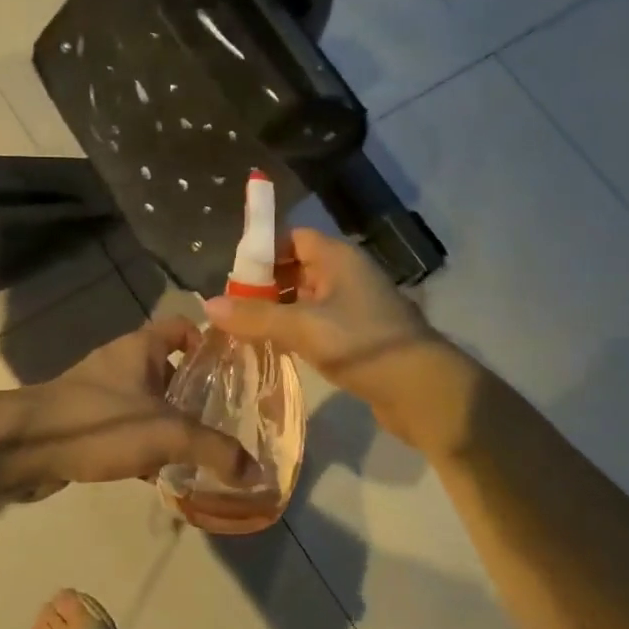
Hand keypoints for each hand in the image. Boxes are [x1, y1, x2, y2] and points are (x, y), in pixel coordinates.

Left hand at [17, 316, 259, 488]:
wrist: (25, 447)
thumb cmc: (100, 422)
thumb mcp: (168, 434)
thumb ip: (215, 450)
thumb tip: (257, 473)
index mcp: (140, 348)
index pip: (182, 327)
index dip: (208, 343)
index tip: (232, 371)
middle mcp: (120, 362)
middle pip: (168, 368)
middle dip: (195, 392)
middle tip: (226, 418)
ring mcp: (99, 392)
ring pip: (147, 401)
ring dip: (170, 422)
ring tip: (201, 449)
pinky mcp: (84, 421)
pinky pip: (125, 428)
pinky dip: (144, 445)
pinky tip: (162, 473)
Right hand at [204, 229, 473, 450]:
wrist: (422, 391)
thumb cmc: (363, 344)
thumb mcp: (303, 327)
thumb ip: (256, 316)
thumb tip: (206, 305)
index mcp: (339, 258)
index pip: (293, 238)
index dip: (263, 250)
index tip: (233, 276)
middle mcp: (347, 275)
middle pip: (297, 267)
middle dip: (264, 285)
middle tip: (232, 308)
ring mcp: (355, 307)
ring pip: (306, 299)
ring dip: (278, 311)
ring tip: (244, 330)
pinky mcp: (357, 337)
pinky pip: (317, 324)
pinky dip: (295, 331)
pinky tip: (274, 349)